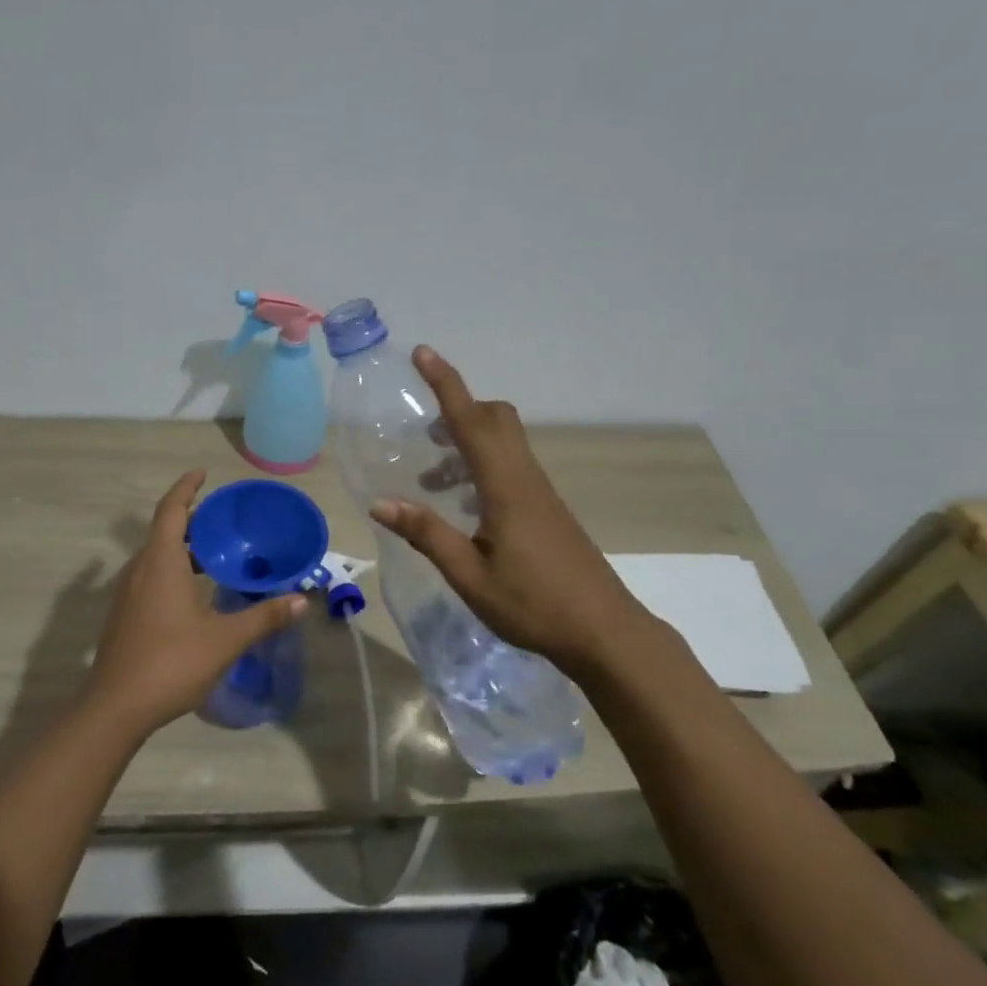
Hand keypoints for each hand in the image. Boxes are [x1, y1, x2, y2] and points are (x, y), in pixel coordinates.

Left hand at [86, 470, 307, 734]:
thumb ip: (264, 617)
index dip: (186, 488)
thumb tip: (302, 600)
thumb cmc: (171, 663)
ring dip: (181, 548)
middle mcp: (140, 569)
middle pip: (163, 531)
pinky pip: (149, 576)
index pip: (171, 510)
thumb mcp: (225, 640)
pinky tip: (193, 593)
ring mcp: (127, 593)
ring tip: (214, 555)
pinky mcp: (124, 615)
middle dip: (191, 520)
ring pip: (155, 556)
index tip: (203, 474)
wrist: (115, 708)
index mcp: (161, 563)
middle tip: (223, 521)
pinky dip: (171, 569)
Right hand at [370, 347, 655, 670]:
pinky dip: (482, 465)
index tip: (423, 353)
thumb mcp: (469, 575)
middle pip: (496, 418)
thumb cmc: (534, 604)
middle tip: (425, 430)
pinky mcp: (546, 508)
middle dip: (459, 408)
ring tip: (433, 476)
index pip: (471, 421)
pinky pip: (511, 465)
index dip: (445, 384)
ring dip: (468, 441)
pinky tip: (464, 505)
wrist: (605, 632)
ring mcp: (540, 492)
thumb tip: (381, 502)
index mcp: (505, 486)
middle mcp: (524, 478)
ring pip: (504, 441)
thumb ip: (427, 534)